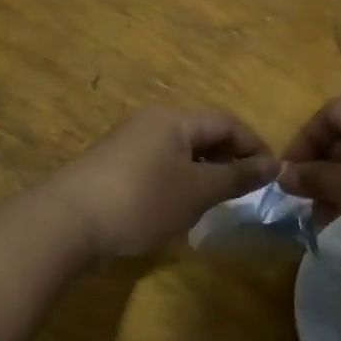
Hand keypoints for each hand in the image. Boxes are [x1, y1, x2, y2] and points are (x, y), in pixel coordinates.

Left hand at [44, 107, 277, 258]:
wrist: (68, 222)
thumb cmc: (142, 200)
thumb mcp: (197, 191)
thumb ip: (236, 177)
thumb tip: (273, 165)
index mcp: (174, 119)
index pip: (227, 122)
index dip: (254, 146)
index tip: (272, 176)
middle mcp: (151, 122)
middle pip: (202, 134)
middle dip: (228, 160)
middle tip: (246, 192)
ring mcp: (129, 143)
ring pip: (180, 152)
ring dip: (203, 173)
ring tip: (216, 203)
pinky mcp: (113, 166)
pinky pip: (158, 166)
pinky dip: (178, 182)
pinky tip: (178, 209)